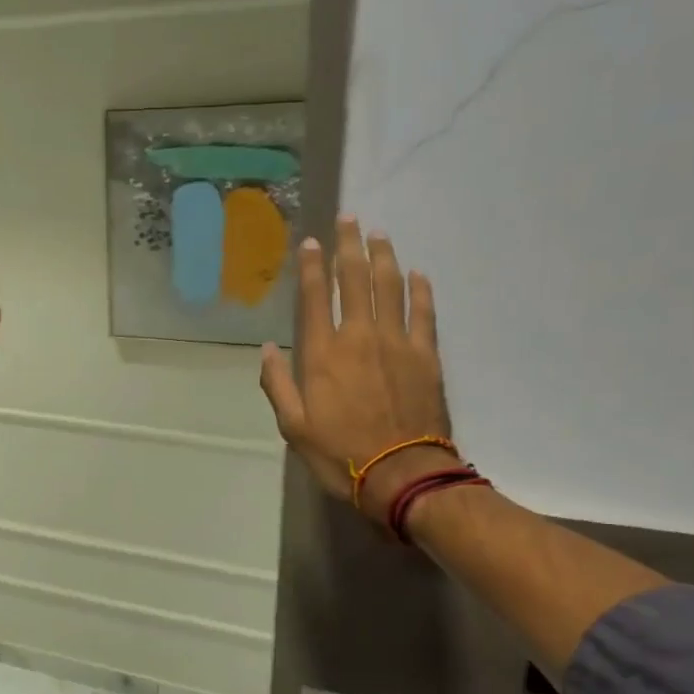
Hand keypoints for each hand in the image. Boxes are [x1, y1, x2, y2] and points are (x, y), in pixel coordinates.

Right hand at [259, 219, 457, 521]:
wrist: (401, 474)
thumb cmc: (340, 454)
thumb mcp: (294, 427)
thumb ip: (278, 385)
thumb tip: (267, 350)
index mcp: (322, 354)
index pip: (314, 298)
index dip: (311, 266)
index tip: (311, 242)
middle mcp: (359, 337)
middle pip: (354, 279)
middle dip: (349, 245)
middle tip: (349, 219)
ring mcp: (397, 342)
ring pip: (391, 286)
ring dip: (384, 256)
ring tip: (379, 234)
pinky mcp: (426, 355)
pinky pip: (424, 311)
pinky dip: (421, 289)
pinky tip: (418, 273)